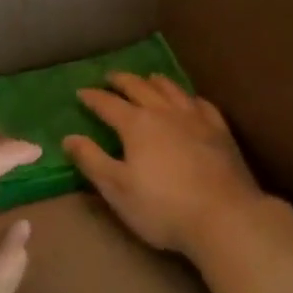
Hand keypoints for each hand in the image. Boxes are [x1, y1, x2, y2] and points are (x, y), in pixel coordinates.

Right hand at [63, 74, 265, 256]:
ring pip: (172, 90)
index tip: (81, 92)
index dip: (93, 98)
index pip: (108, 104)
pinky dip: (190, 97)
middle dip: (123, 81)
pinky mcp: (220, 131)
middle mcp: (165, 113)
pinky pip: (202, 104)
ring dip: (156, 82)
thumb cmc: (162, 207)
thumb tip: (69, 138)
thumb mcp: (117, 188)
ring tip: (149, 78)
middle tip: (111, 77)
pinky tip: (191, 100)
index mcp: (137, 125)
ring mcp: (196, 119)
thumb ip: (92, 160)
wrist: (224, 216)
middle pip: (140, 88)